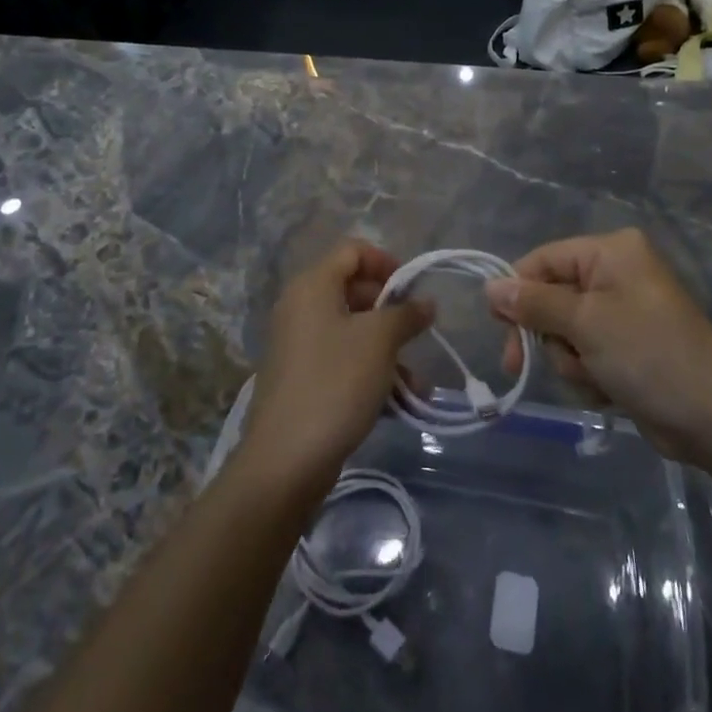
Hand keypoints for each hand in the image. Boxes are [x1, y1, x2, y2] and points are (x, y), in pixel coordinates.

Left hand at [239, 240, 433, 496]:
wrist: (285, 460)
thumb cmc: (335, 382)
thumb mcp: (380, 341)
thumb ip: (406, 314)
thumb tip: (425, 302)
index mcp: (313, 285)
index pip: (352, 251)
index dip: (385, 261)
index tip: (412, 289)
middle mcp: (301, 307)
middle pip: (353, 290)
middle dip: (391, 310)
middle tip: (417, 332)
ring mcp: (298, 345)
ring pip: (352, 331)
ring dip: (388, 349)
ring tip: (417, 382)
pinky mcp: (301, 379)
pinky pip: (342, 361)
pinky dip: (370, 372)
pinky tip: (399, 402)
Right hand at [486, 228, 711, 462]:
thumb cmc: (648, 354)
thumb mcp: (585, 323)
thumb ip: (533, 303)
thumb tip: (490, 287)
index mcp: (610, 252)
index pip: (543, 260)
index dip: (517, 292)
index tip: (499, 328)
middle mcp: (615, 274)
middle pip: (550, 298)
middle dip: (547, 335)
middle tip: (520, 364)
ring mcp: (621, 312)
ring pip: (564, 332)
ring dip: (570, 360)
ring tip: (596, 377)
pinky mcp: (626, 347)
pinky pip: (585, 353)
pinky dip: (588, 374)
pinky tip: (608, 391)